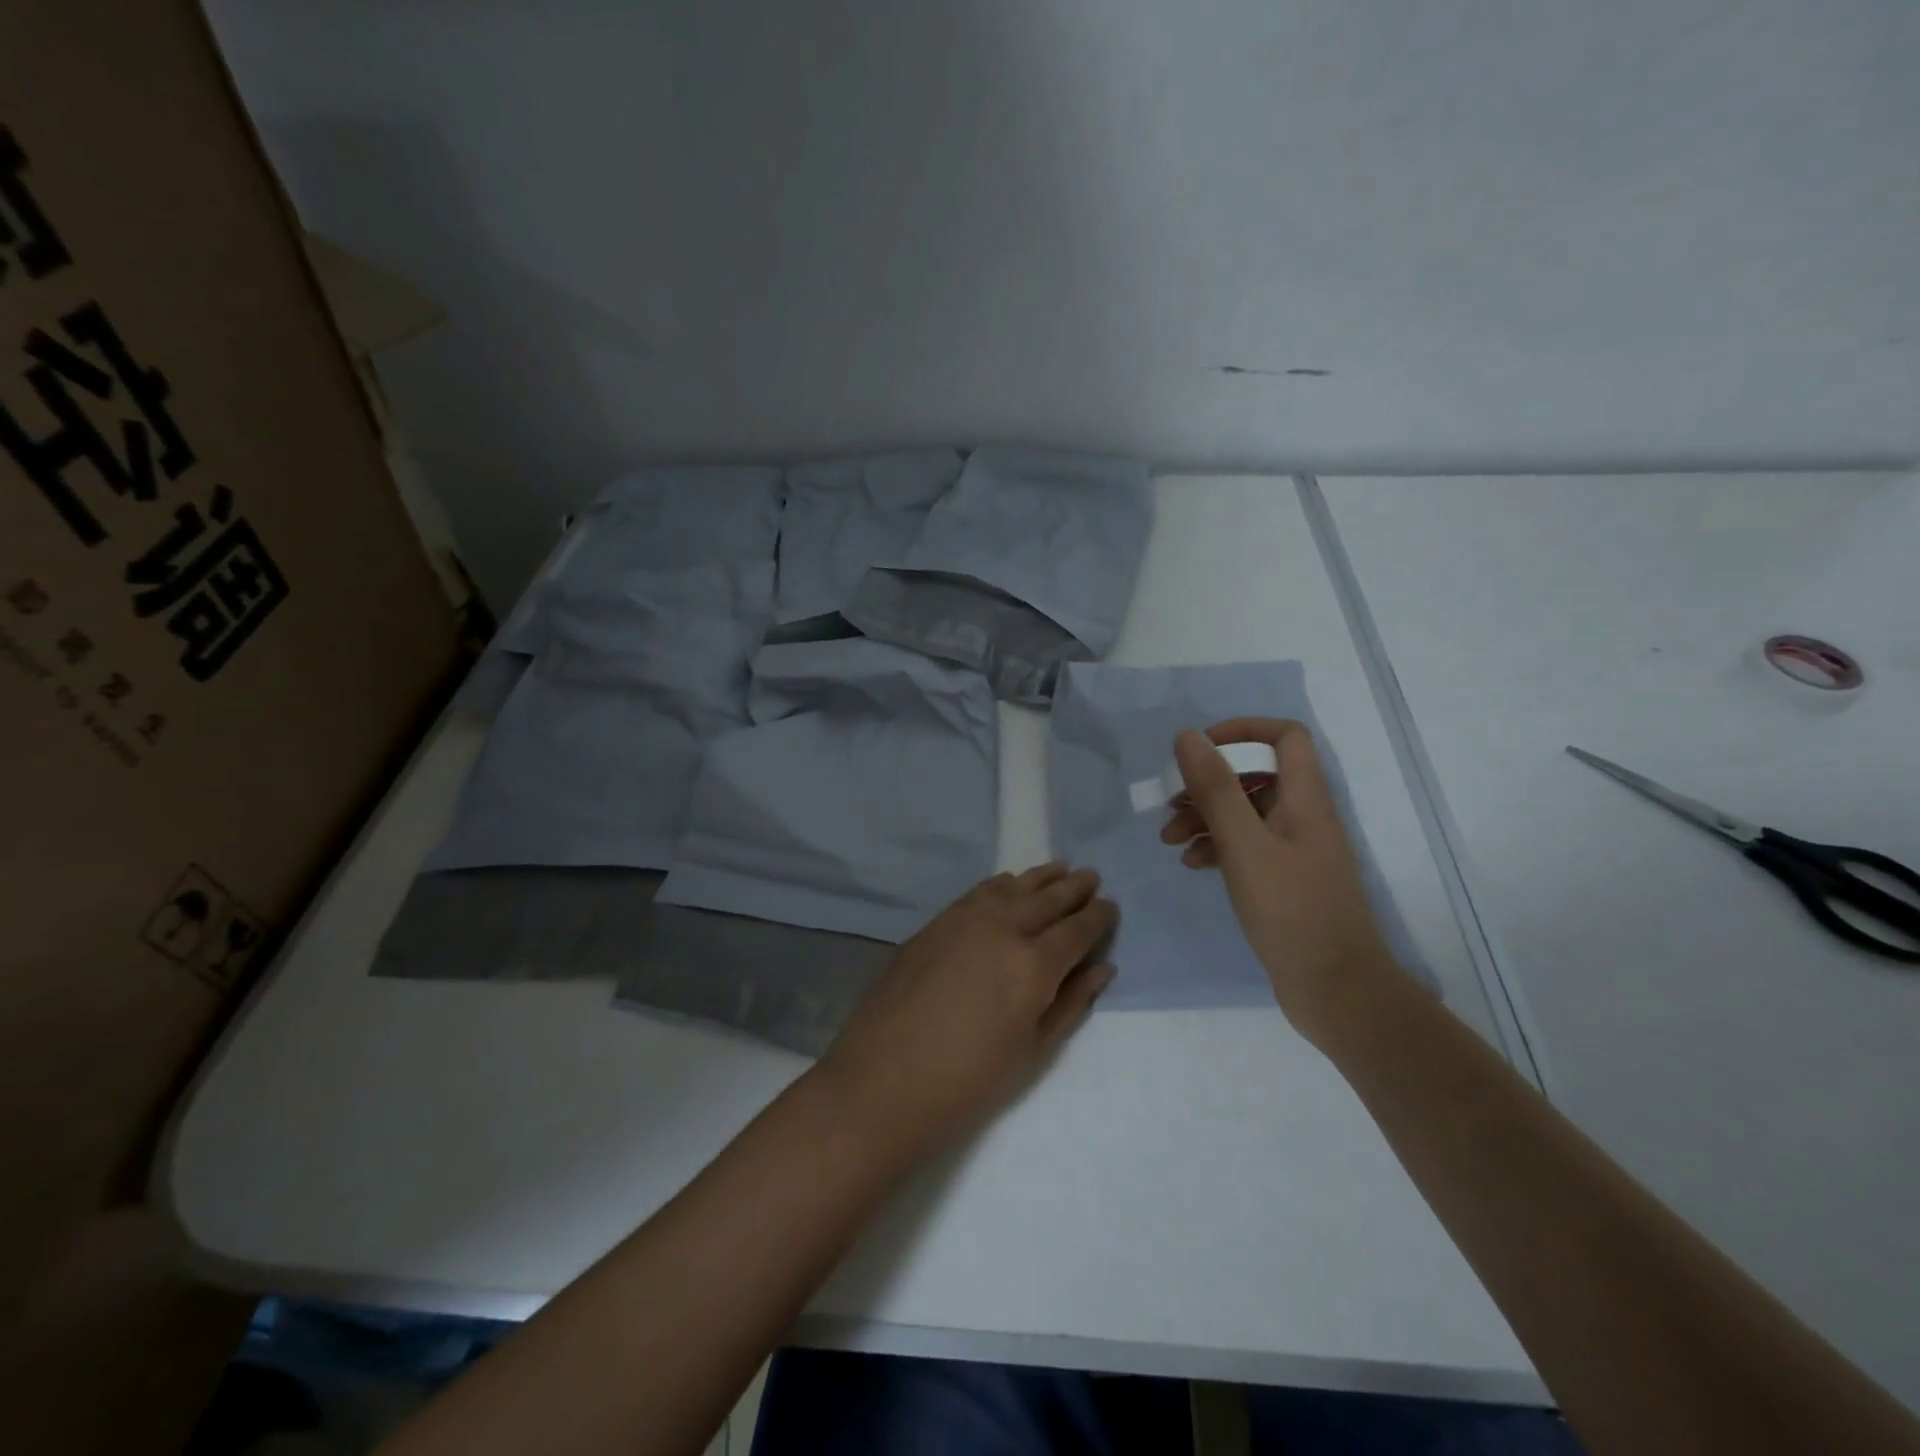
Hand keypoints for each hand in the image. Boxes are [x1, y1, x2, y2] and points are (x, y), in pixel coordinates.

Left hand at [815, 864, 1116, 1157]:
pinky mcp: (936, 922)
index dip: (1098, 917)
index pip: (1077, 930)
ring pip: (1012, 886)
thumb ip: (1069, 1003)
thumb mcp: (1031, 1051)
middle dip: (1074, 888)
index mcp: (1033, 965)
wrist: (883, 1079)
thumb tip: (1102, 968)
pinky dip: (1002, 884)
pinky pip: (979, 892)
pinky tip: (1009, 884)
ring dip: (1040, 878)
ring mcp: (964, 919)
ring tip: (1060, 869)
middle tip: (1092, 877)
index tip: (1111, 906)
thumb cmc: (967, 1081)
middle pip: (1047, 899)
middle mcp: (1002, 928)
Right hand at [1160, 720, 1403, 1044]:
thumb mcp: (1244, 845)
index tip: (1200, 749)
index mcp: (1305, 799)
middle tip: (1171, 804)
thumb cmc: (1291, 911)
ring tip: (1170, 840)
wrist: (1335, 990)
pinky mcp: (1285, 880)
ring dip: (1205, 817)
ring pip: (1246, 812)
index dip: (1243, 731)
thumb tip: (1189, 736)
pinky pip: (1246, 845)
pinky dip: (1216, 846)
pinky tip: (1192, 864)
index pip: (1284, 737)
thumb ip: (1216, 789)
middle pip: (1256, 775)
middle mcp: (1304, 816)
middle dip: (1209, 783)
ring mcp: (1296, 850)